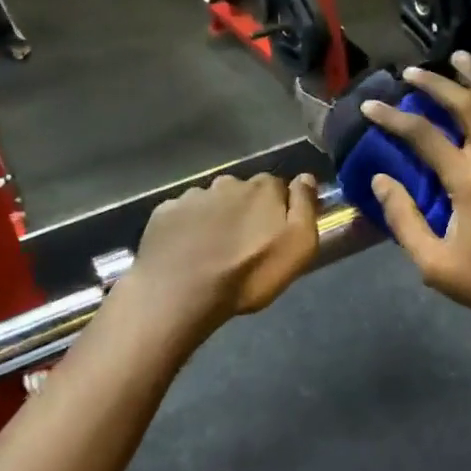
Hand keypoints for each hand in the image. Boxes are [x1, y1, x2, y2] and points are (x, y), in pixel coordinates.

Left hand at [128, 172, 322, 330]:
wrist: (181, 292)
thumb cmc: (249, 273)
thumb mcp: (298, 246)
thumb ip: (305, 207)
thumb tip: (306, 178)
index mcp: (262, 188)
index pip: (278, 187)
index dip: (279, 209)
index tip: (276, 232)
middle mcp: (227, 183)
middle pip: (243, 192)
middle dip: (246, 211)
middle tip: (244, 244)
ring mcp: (192, 196)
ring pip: (211, 203)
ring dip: (215, 219)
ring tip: (212, 250)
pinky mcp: (164, 213)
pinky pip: (182, 215)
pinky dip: (187, 228)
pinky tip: (186, 251)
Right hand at [362, 52, 470, 339]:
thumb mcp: (435, 263)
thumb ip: (404, 219)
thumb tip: (381, 181)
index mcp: (467, 180)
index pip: (422, 135)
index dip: (392, 116)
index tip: (370, 104)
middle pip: (466, 104)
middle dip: (436, 82)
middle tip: (413, 71)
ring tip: (461, 59)